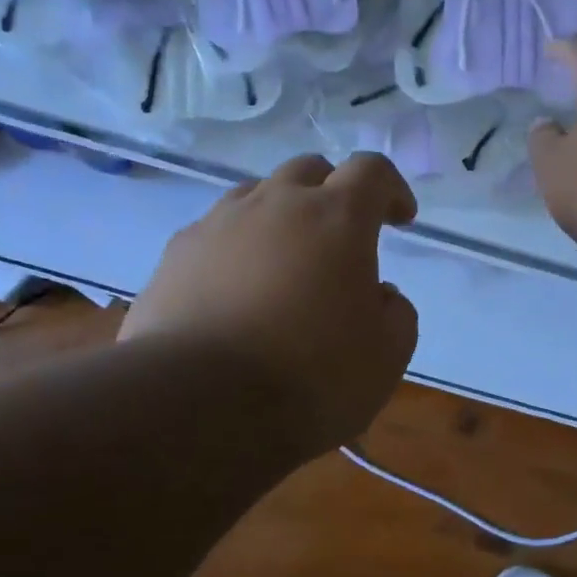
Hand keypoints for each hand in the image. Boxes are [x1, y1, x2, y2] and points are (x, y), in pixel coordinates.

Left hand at [121, 153, 419, 461]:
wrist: (200, 406)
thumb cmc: (311, 376)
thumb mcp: (387, 355)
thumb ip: (396, 312)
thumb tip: (379, 295)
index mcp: (337, 217)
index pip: (372, 171)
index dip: (392, 189)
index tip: (400, 220)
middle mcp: (276, 204)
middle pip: (309, 170)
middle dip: (333, 193)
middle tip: (341, 237)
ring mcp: (219, 224)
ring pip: (257, 195)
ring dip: (281, 216)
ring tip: (285, 263)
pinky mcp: (176, 254)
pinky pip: (215, 232)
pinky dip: (236, 248)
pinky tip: (236, 291)